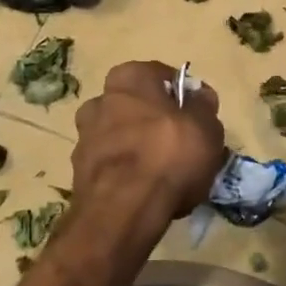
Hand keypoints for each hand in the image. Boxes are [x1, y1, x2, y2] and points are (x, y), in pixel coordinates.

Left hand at [72, 61, 224, 222]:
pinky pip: (111, 164)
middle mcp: (100, 100)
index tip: (195, 117)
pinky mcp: (79, 171)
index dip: (180, 96)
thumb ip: (203, 106)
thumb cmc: (169, 156)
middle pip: (135, 106)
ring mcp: (84, 136)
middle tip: (180, 145)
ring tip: (163, 173)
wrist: (123, 209)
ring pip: (120, 136)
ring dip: (137, 148)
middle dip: (154, 121)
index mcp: (129, 78)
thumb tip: (199, 95)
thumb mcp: (206, 128)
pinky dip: (125, 172)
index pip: (159, 76)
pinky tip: (145, 191)